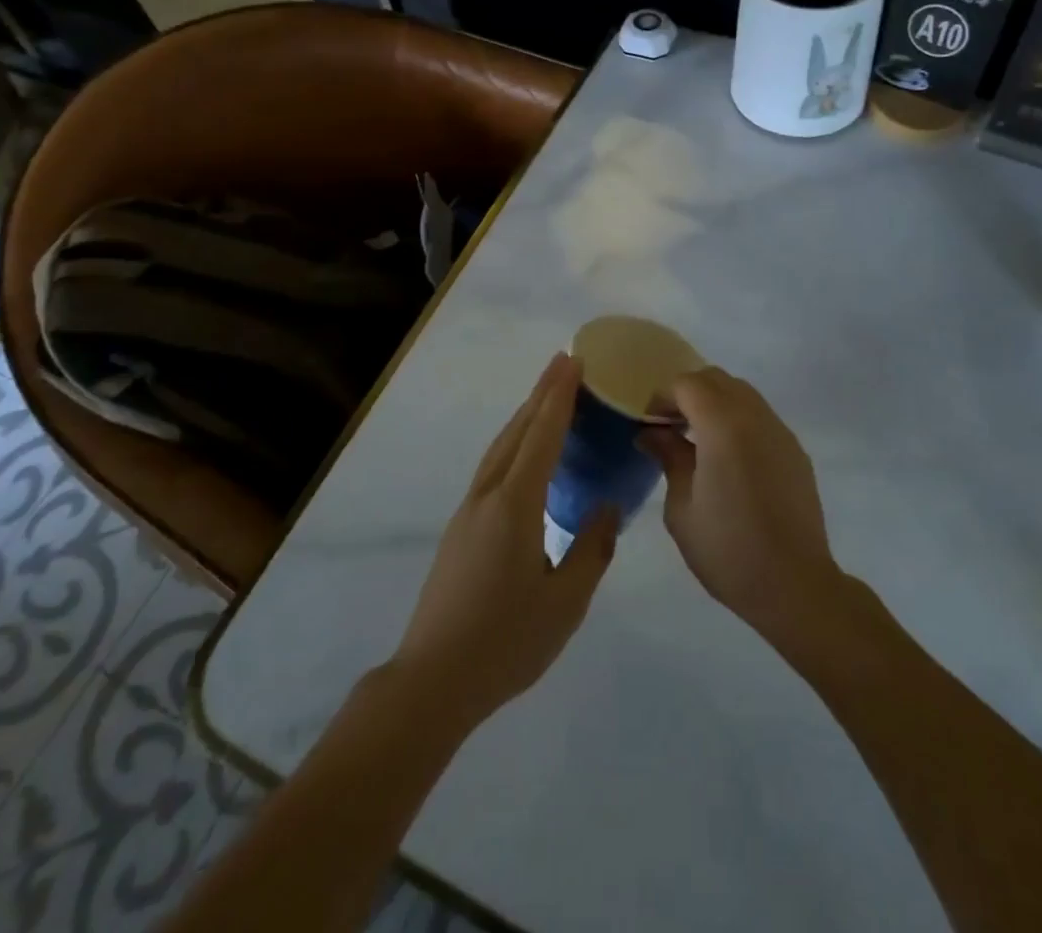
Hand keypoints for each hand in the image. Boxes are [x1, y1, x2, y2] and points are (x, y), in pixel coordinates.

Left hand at [389, 354, 616, 725]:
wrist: (433, 680)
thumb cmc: (506, 642)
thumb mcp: (565, 602)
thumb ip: (591, 549)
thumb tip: (608, 507)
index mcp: (515, 505)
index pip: (542, 436)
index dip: (559, 397)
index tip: (573, 362)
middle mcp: (488, 495)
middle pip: (517, 431)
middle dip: (542, 394)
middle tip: (564, 363)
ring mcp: (469, 510)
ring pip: (500, 447)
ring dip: (525, 415)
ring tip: (547, 396)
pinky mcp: (460, 527)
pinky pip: (493, 466)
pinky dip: (514, 443)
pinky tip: (525, 454)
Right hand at [640, 368, 842, 649]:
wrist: (794, 585)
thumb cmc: (728, 550)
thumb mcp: (682, 507)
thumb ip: (669, 457)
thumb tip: (652, 433)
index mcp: (723, 426)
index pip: (688, 384)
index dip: (663, 396)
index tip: (649, 423)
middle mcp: (755, 417)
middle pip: (716, 379)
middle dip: (688, 393)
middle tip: (670, 427)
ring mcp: (780, 432)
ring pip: (742, 393)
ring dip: (714, 403)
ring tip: (697, 441)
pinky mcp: (795, 451)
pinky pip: (760, 417)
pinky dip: (737, 420)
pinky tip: (728, 458)